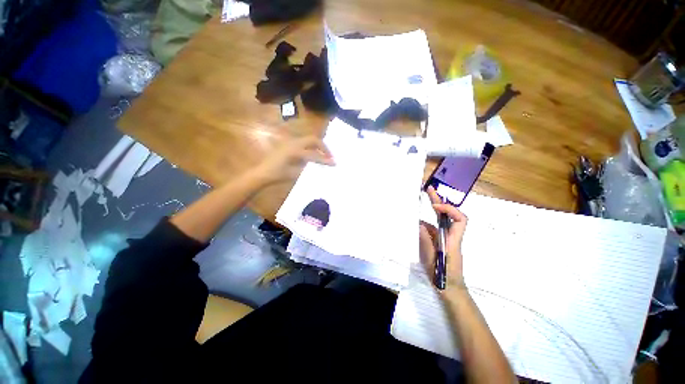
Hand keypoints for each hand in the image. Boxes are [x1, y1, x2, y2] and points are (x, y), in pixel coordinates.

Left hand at [255, 136, 334, 184]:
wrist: (261, 173)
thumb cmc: (276, 175)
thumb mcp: (293, 173)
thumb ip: (307, 167)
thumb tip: (319, 165)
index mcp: (294, 150)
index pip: (314, 154)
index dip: (325, 159)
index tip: (334, 164)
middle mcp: (293, 143)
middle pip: (313, 140)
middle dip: (323, 148)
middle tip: (330, 157)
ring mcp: (289, 142)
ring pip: (308, 140)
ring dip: (318, 146)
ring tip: (324, 156)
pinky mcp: (287, 144)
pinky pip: (303, 143)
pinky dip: (311, 147)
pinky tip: (313, 155)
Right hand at [419, 186, 467, 292]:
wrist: (450, 289)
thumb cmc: (443, 276)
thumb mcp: (432, 259)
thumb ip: (425, 241)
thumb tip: (419, 224)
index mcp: (453, 240)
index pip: (460, 219)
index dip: (449, 209)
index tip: (434, 206)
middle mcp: (451, 236)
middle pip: (449, 215)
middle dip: (439, 201)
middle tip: (428, 189)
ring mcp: (445, 239)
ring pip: (439, 222)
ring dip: (430, 213)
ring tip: (416, 204)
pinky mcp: (440, 243)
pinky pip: (432, 230)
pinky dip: (424, 226)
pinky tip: (414, 226)